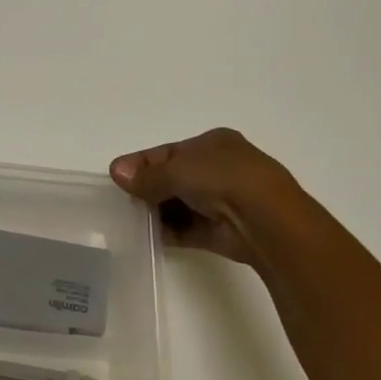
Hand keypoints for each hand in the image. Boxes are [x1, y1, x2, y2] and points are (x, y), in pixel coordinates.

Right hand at [109, 128, 299, 267]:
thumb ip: (146, 175)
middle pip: (172, 178)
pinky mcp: (219, 230)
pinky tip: (146, 235)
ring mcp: (221, 200)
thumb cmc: (222, 179)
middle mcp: (219, 169)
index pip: (169, 152)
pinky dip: (167, 232)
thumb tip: (116, 171)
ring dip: (155, 211)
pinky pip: (186, 229)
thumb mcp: (177, 169)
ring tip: (129, 220)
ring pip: (178, 204)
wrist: (265, 219)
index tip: (115, 176)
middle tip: (120, 200)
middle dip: (147, 189)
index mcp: (213, 143)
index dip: (141, 163)